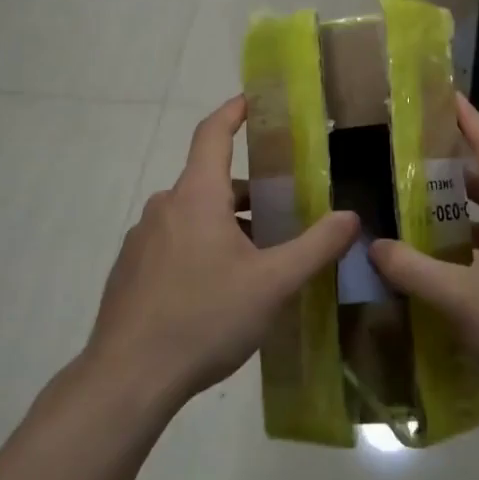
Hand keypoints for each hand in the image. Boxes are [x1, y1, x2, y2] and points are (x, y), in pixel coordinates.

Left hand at [85, 96, 358, 407]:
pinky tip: (220, 291)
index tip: (252, 100)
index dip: (233, 111)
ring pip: (193, 216)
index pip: (212, 134)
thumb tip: (351, 217)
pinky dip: (202, 248)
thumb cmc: (204, 318)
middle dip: (249, 191)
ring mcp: (142, 240)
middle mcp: (164, 207)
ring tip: (260, 259)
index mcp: (196, 197)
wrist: (126, 379)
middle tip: (285, 209)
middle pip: (211, 181)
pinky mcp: (130, 271)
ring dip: (227, 224)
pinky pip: (174, 242)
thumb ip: (316, 246)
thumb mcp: (273, 284)